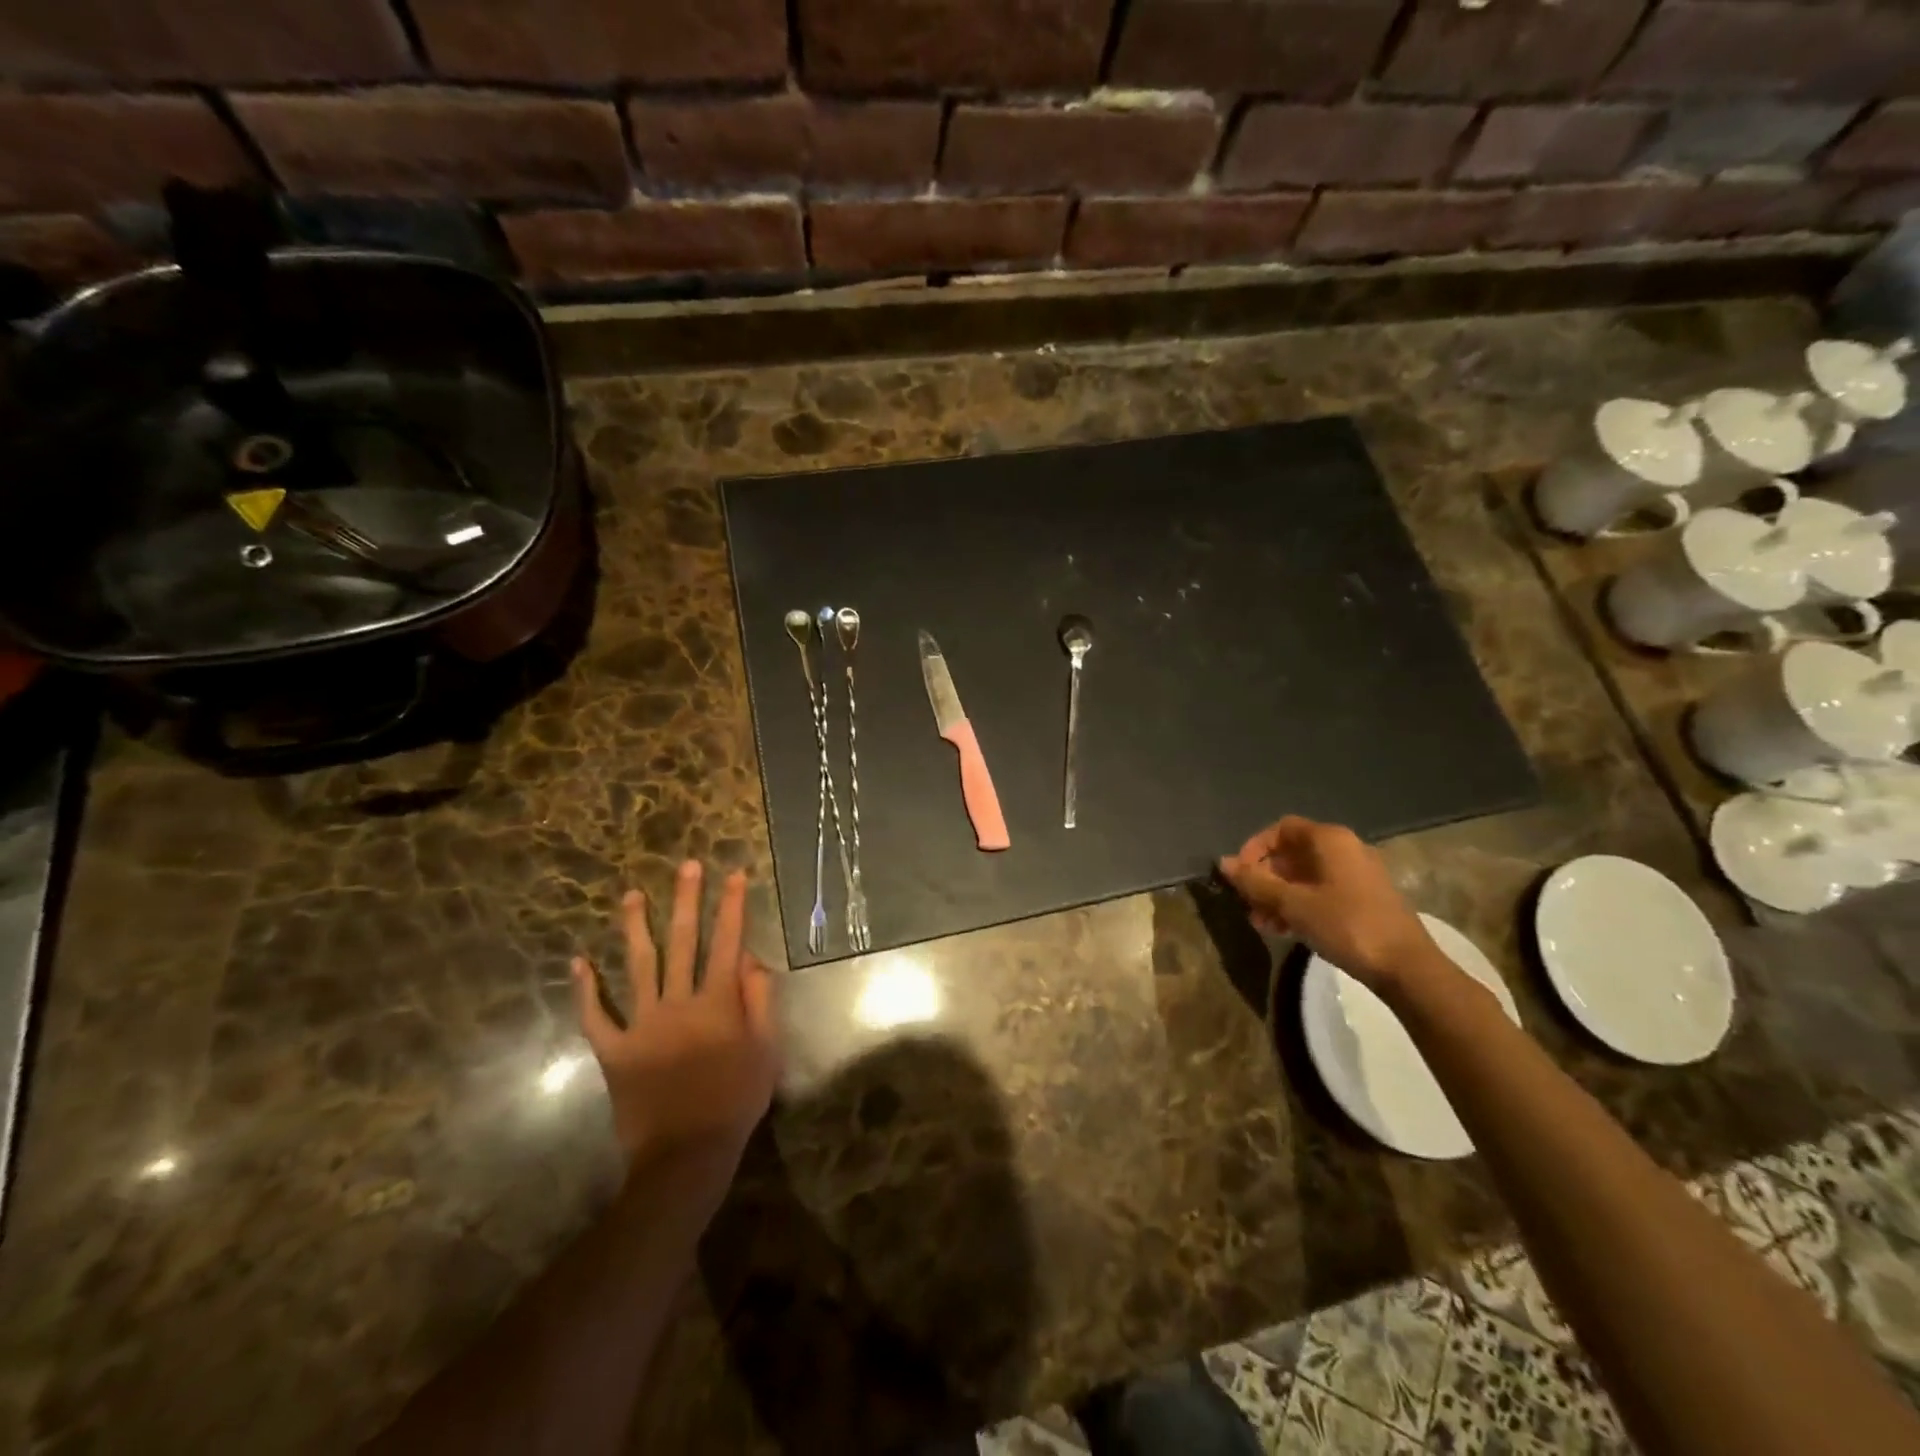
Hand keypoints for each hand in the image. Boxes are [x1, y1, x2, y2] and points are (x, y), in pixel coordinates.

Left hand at [570, 861, 777, 1176]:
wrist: (686, 1154)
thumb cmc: (736, 1099)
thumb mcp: (766, 1049)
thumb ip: (760, 1000)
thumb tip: (750, 958)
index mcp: (717, 1002)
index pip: (727, 942)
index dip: (732, 906)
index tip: (733, 874)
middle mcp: (679, 1002)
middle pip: (684, 942)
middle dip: (687, 900)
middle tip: (686, 866)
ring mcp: (642, 1024)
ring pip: (638, 966)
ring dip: (635, 928)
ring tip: (631, 896)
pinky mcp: (615, 1050)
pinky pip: (596, 1017)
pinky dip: (585, 990)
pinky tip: (578, 962)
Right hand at [1218, 816, 1439, 993]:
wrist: (1406, 967)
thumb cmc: (1346, 925)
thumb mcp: (1293, 904)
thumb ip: (1255, 882)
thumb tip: (1223, 862)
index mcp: (1330, 840)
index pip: (1281, 829)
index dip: (1254, 848)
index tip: (1240, 875)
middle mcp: (1345, 849)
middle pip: (1292, 853)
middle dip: (1264, 878)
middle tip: (1248, 904)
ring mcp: (1356, 875)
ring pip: (1305, 876)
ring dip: (1278, 896)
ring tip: (1263, 924)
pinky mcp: (1364, 899)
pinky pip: (1321, 892)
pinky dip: (1299, 905)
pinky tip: (1285, 930)